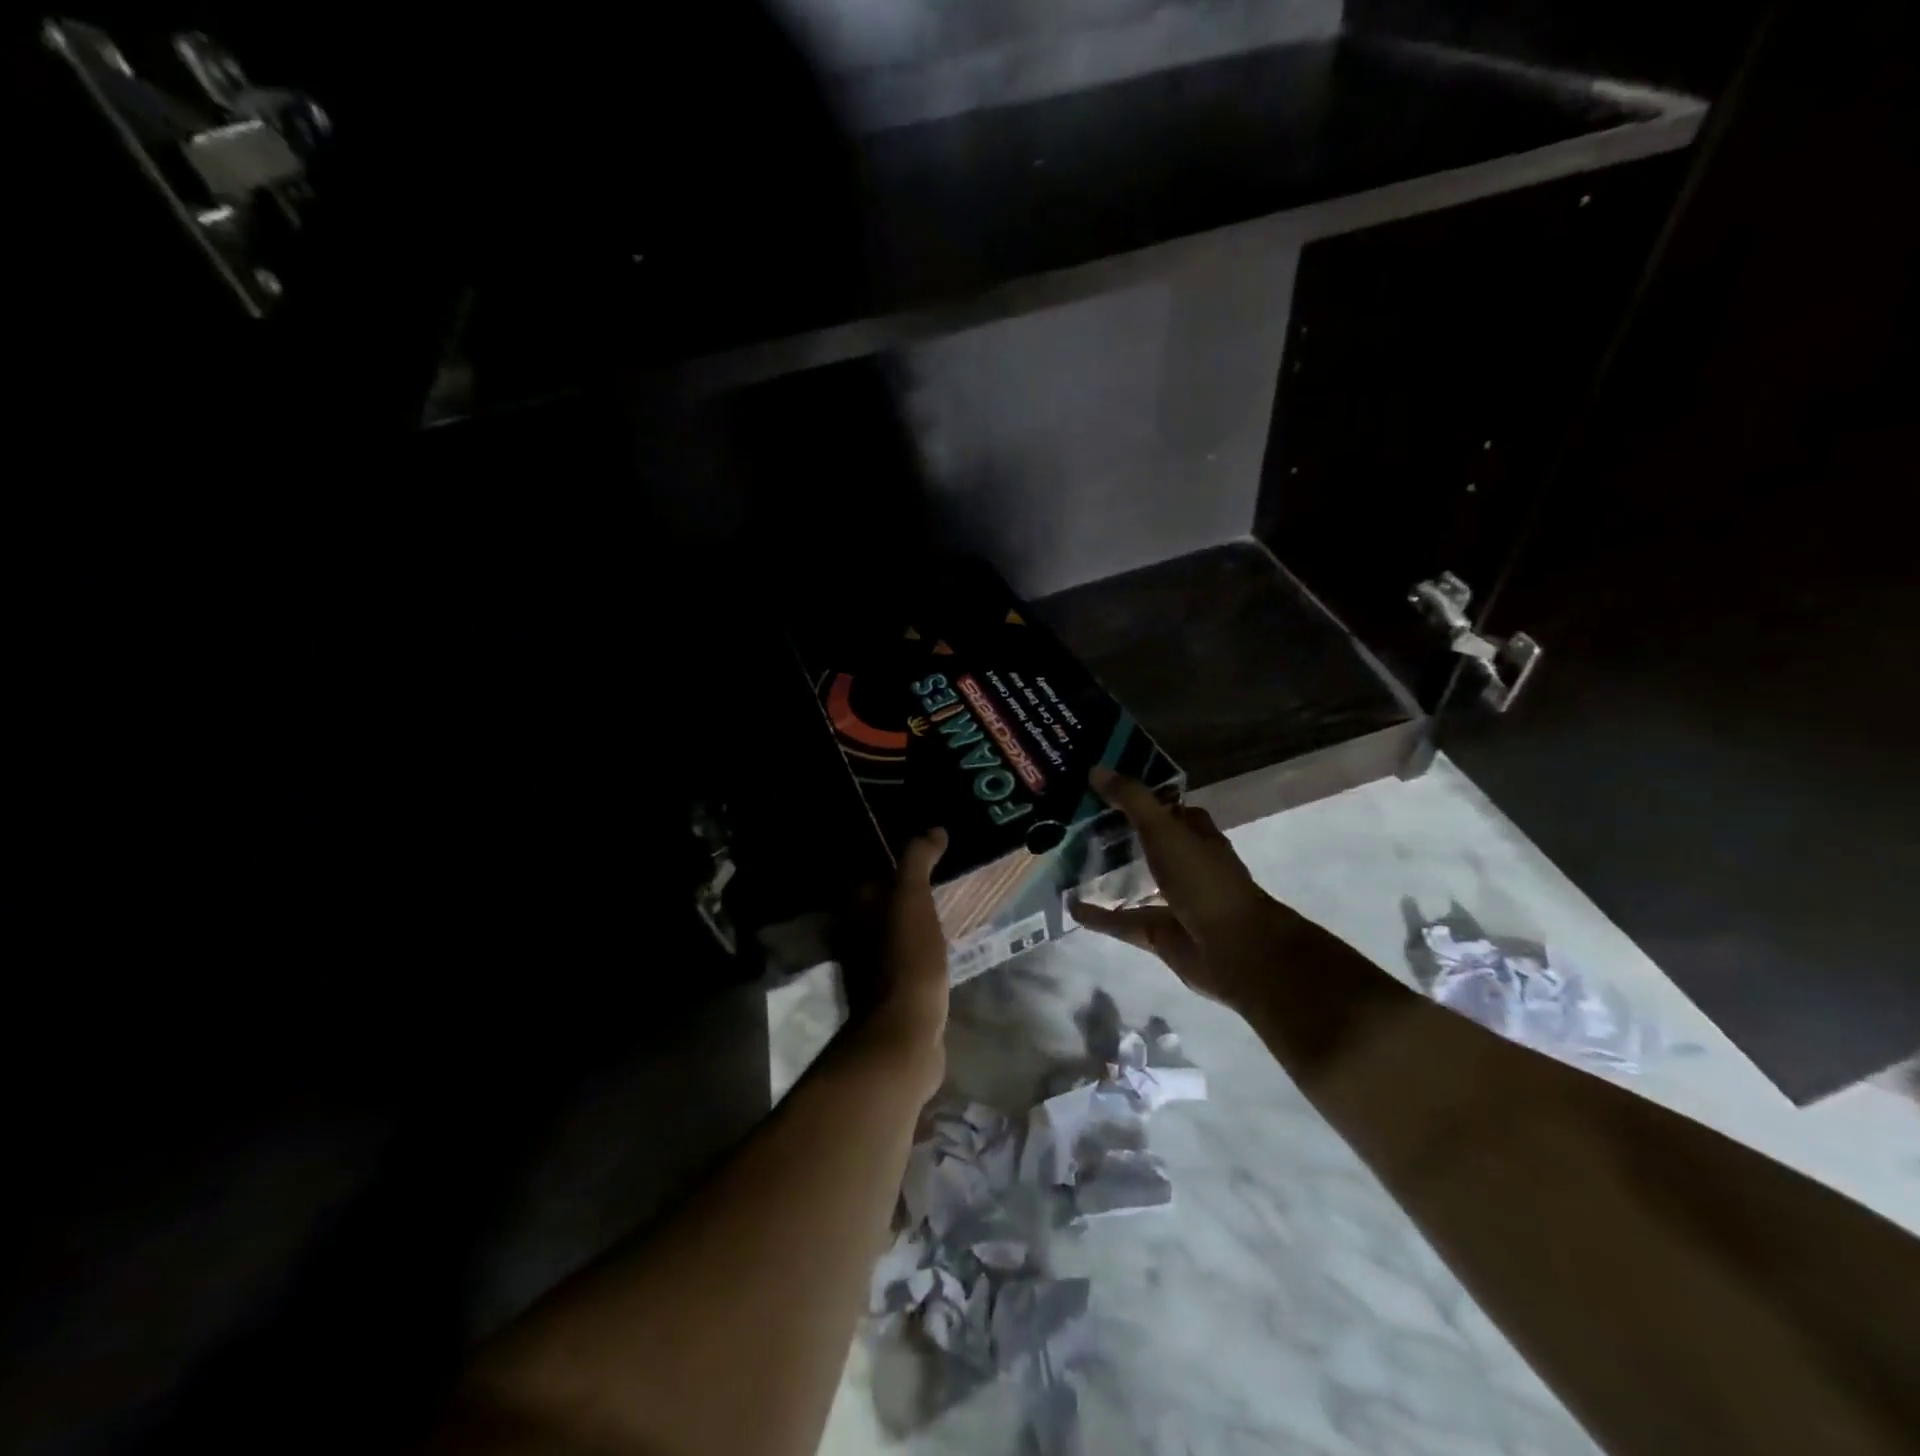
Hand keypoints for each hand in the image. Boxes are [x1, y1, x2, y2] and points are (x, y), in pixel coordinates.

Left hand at [850, 829, 949, 1101]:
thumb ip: (917, 861)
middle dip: (909, 895)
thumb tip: (934, 830)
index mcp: (857, 912)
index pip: (874, 877)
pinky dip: (925, 951)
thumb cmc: (906, 960)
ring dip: (918, 924)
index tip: (931, 856)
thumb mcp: (912, 900)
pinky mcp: (894, 995)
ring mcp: (874, 969)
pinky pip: (911, 960)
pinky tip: (948, 948)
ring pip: (897, 934)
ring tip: (952, 911)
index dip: (898, 865)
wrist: (904, 1034)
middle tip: (947, 882)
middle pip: (884, 907)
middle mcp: (858, 938)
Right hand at [1069, 770, 1297, 1014]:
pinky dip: (1099, 916)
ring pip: (1137, 882)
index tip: (1106, 786)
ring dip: (1109, 874)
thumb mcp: (1164, 830)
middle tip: (1077, 820)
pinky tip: (1071, 907)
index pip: (1170, 808)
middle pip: (1151, 843)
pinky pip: (1123, 921)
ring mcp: (1174, 900)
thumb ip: (1132, 800)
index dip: (1144, 796)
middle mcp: (1187, 864)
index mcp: (1196, 835)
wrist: (1233, 949)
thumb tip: (1095, 769)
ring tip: (1070, 861)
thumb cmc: (1203, 880)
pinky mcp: (1159, 932)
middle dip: (1121, 833)